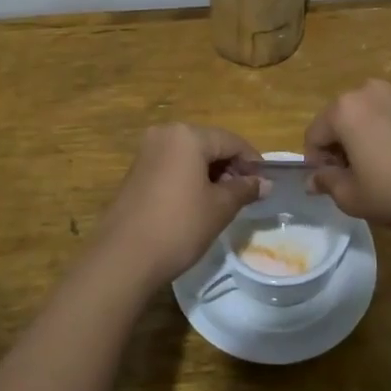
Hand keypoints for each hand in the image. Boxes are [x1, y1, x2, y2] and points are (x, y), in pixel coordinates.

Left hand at [100, 124, 268, 282]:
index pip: (230, 141)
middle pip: (209, 144)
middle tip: (245, 195)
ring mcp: (146, 152)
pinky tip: (197, 203)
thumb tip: (265, 183)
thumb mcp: (220, 207)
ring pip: (189, 155)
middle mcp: (165, 134)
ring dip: (210, 173)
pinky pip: (172, 166)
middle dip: (230, 167)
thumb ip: (244, 189)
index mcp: (187, 136)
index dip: (251, 161)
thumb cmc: (179, 225)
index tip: (265, 183)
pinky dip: (189, 178)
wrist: (124, 256)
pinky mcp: (136, 171)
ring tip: (224, 202)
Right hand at [304, 80, 390, 236]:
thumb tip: (313, 179)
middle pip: (342, 117)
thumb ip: (327, 182)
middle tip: (356, 175)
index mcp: (345, 109)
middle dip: (342, 144)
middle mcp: (371, 91)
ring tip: (385, 166)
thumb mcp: (352, 197)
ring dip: (368, 135)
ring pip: (372, 114)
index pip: (314, 134)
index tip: (331, 182)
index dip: (317, 161)